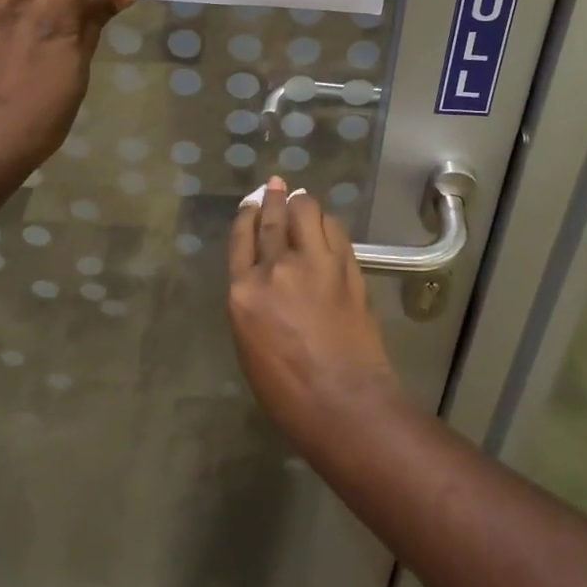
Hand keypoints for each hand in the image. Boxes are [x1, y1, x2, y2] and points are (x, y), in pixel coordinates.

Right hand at [228, 178, 400, 445]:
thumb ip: (253, 301)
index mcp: (243, 293)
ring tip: (301, 202)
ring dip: (301, 203)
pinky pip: (333, 229)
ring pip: (305, 210)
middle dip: (272, 197)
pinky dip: (326, 223)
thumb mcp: (251, 344)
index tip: (251, 203)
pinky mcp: (345, 264)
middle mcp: (275, 268)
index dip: (246, 215)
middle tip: (275, 185)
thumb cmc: (288, 392)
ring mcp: (313, 262)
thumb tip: (265, 275)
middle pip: (271, 218)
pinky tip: (325, 225)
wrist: (343, 401)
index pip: (241, 239)